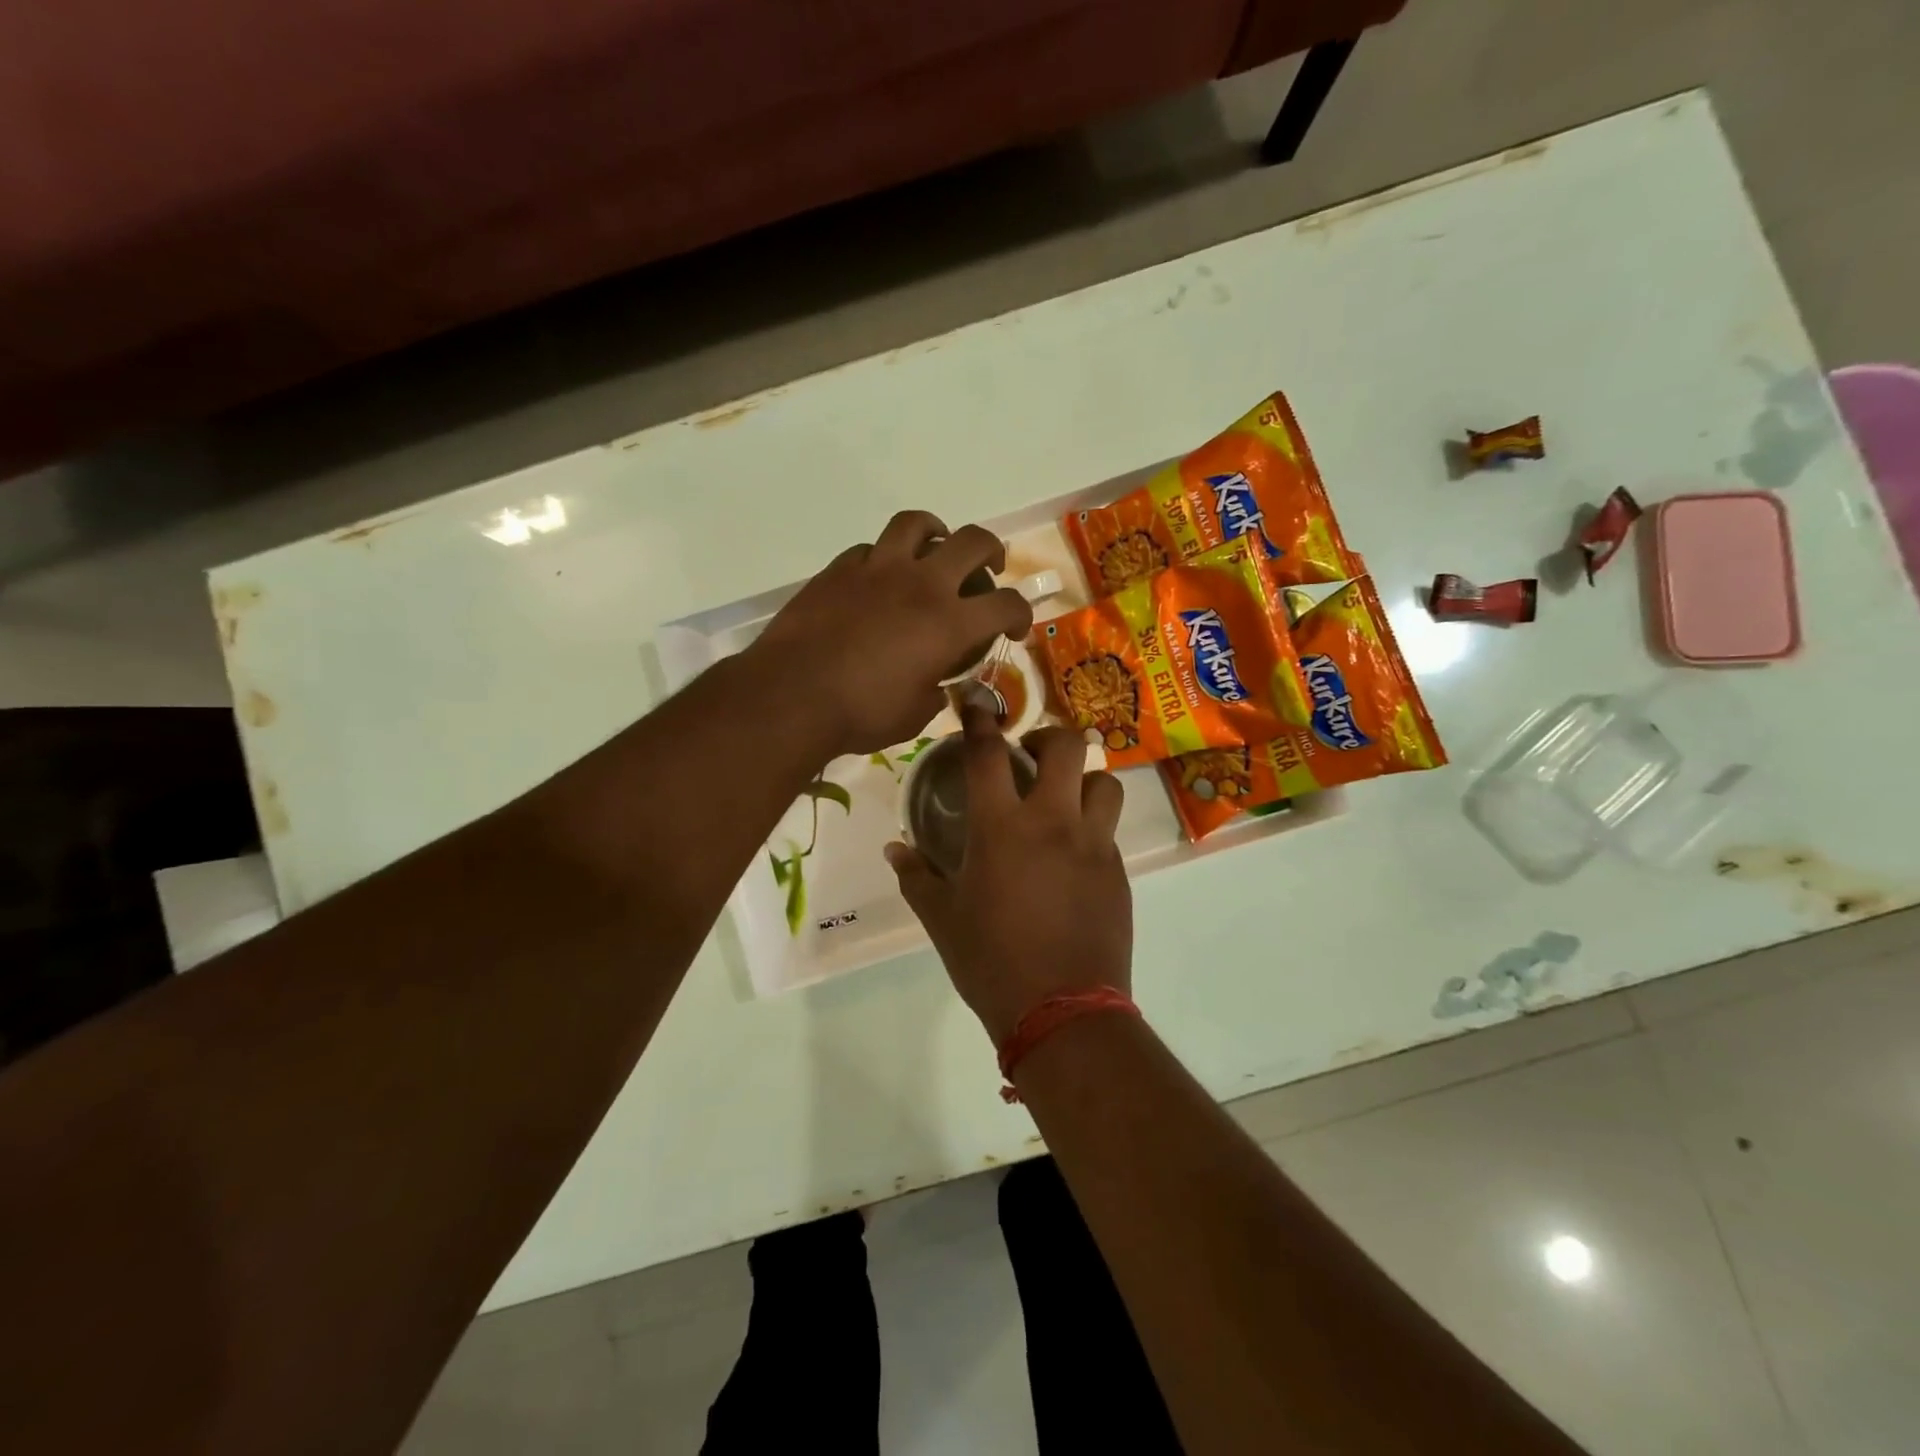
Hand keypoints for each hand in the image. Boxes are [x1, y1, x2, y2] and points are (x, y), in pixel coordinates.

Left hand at [749, 512, 1033, 756]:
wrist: (792, 694)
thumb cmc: (861, 714)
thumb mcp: (914, 716)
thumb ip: (933, 693)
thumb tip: (935, 686)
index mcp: (950, 623)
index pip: (1006, 604)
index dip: (1021, 614)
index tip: (1015, 628)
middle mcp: (922, 584)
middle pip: (973, 541)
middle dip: (991, 552)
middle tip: (988, 569)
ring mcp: (878, 569)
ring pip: (917, 524)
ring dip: (935, 532)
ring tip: (934, 549)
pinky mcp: (839, 569)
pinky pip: (871, 549)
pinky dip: (884, 558)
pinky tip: (878, 579)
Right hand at [886, 704, 1130, 1044]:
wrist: (1063, 1012)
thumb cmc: (991, 963)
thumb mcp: (943, 920)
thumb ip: (916, 878)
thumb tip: (894, 850)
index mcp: (1001, 829)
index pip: (988, 754)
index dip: (981, 720)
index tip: (978, 702)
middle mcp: (1052, 822)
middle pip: (1066, 747)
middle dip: (1049, 738)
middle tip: (1031, 758)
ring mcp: (1092, 845)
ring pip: (1105, 781)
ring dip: (1083, 779)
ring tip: (1064, 799)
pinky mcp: (1117, 871)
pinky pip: (1110, 829)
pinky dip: (1093, 825)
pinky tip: (1073, 854)